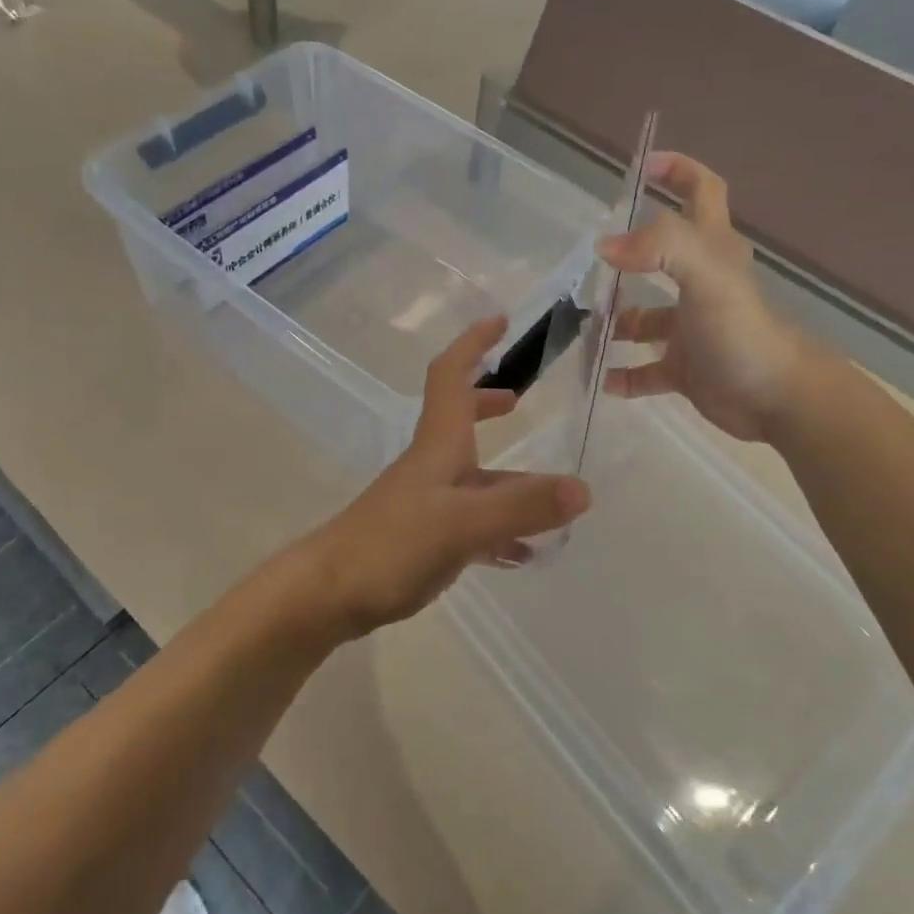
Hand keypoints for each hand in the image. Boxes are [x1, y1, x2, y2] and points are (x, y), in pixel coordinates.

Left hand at [308, 317, 591, 637]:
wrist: (331, 593)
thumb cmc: (391, 544)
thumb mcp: (462, 523)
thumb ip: (521, 507)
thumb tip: (582, 489)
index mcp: (439, 445)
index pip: (451, 376)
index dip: (472, 344)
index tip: (500, 321)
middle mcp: (433, 466)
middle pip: (461, 420)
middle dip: (488, 403)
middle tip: (520, 401)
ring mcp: (427, 503)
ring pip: (474, 479)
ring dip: (508, 479)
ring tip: (550, 497)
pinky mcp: (424, 539)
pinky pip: (472, 524)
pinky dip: (500, 529)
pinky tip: (524, 553)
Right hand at [597, 152, 812, 443]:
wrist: (776, 399)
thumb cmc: (742, 331)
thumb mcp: (706, 275)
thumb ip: (660, 248)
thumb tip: (606, 246)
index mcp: (711, 250)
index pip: (701, 191)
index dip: (677, 170)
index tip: (641, 167)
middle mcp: (700, 283)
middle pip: (662, 255)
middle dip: (625, 255)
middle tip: (588, 263)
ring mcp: (691, 328)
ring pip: (643, 318)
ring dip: (614, 322)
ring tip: (581, 328)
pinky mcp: (685, 368)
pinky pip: (644, 369)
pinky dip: (622, 373)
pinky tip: (601, 377)